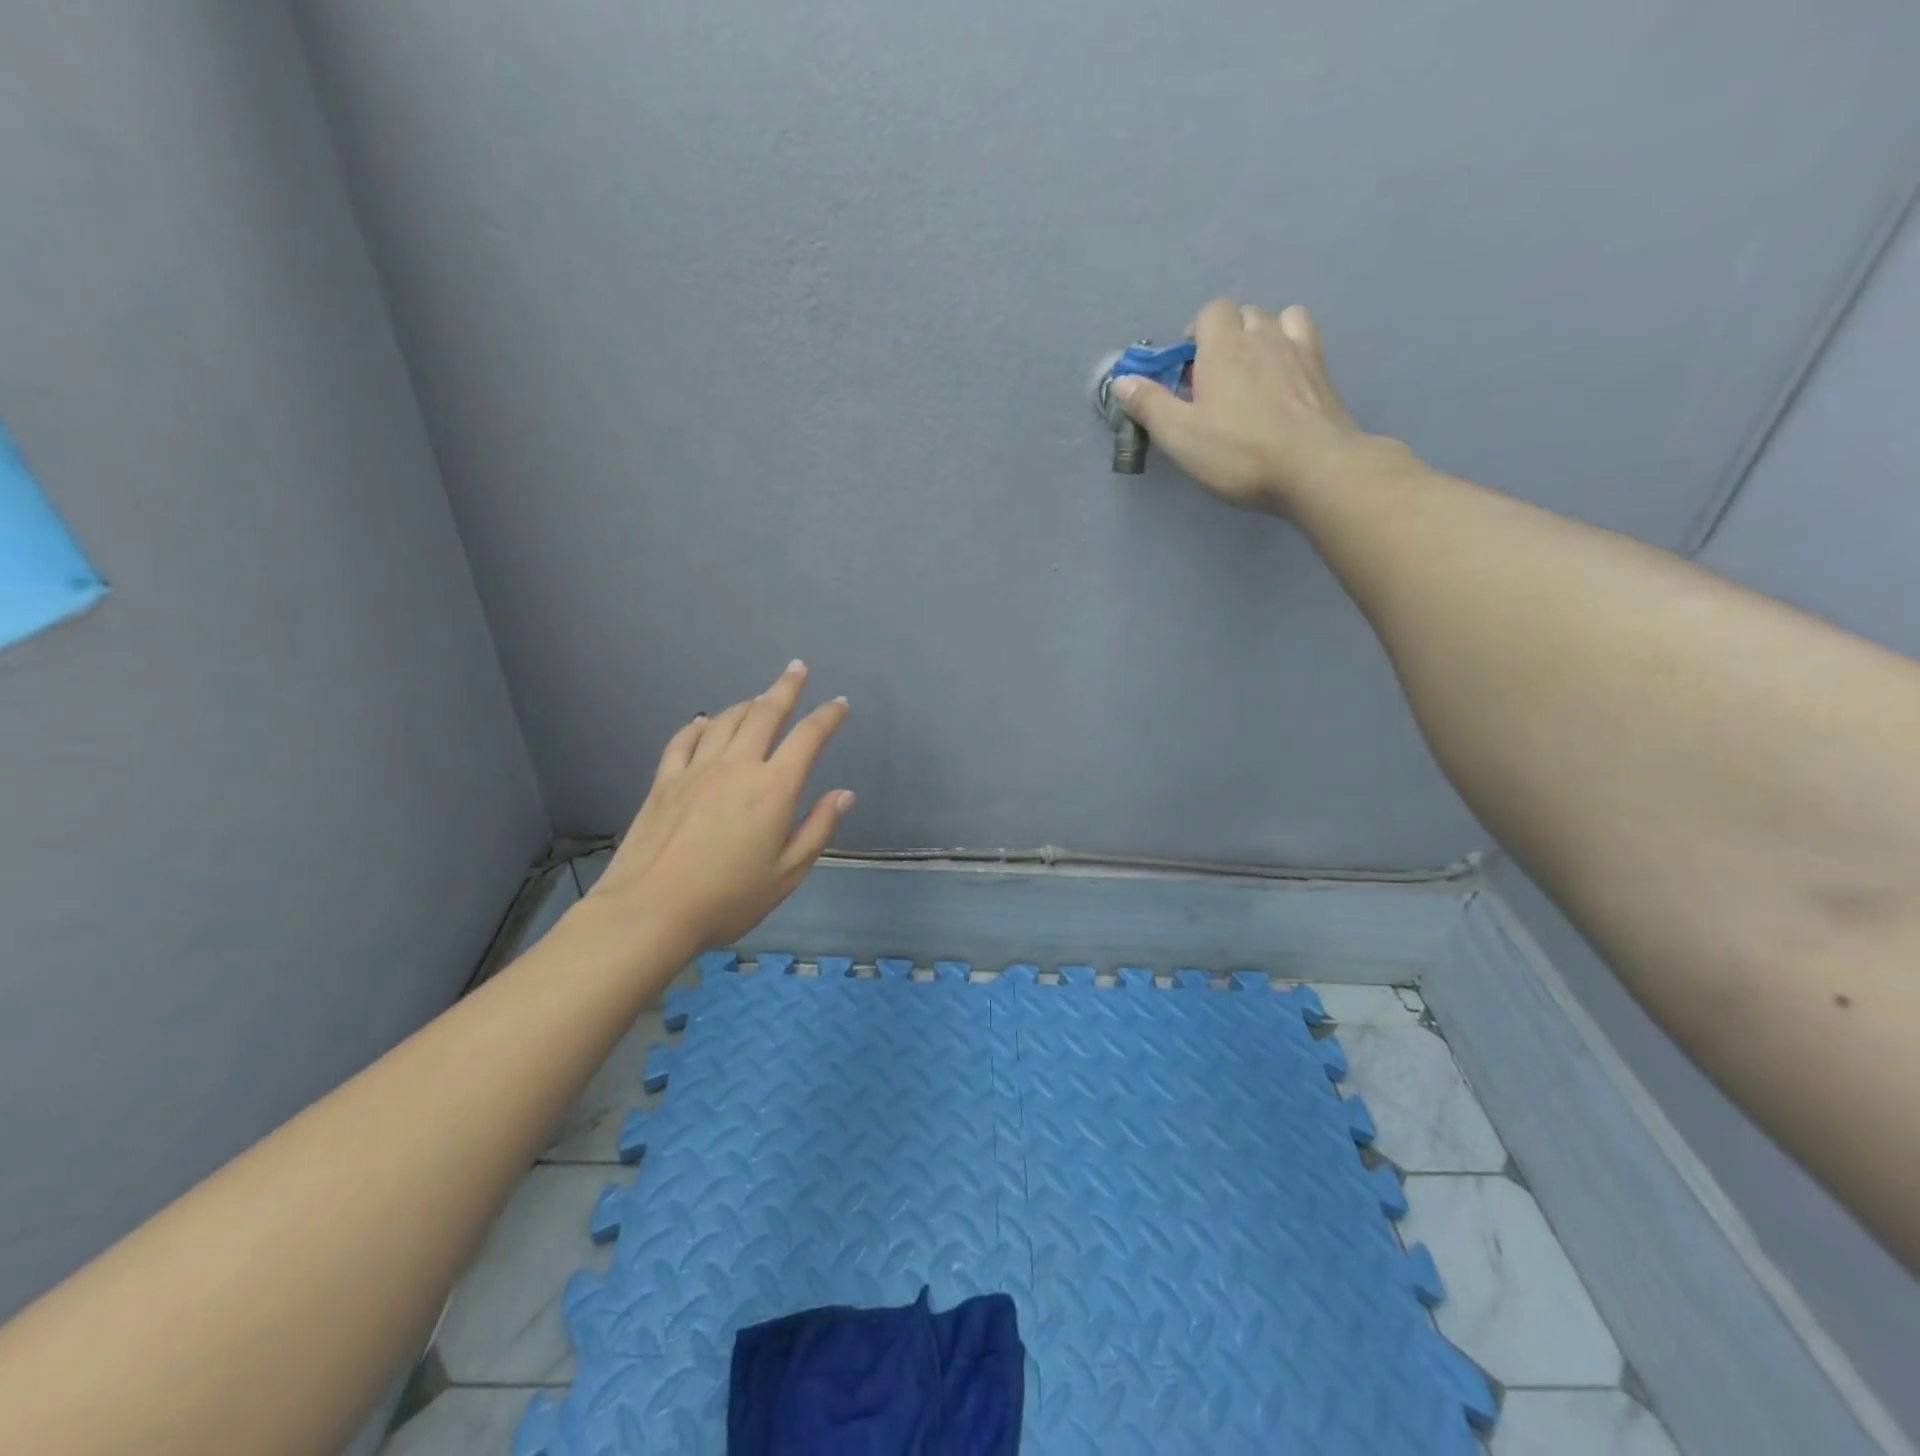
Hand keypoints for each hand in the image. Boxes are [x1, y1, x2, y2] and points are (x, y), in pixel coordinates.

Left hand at [583, 661, 854, 951]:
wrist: (650, 911)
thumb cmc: (728, 899)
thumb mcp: (787, 874)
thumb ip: (817, 829)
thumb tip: (843, 794)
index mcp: (773, 789)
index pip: (808, 738)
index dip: (828, 716)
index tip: (840, 704)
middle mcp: (737, 767)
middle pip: (765, 713)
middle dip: (786, 688)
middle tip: (797, 669)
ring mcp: (696, 770)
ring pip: (726, 720)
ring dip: (747, 703)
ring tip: (760, 697)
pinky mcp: (665, 780)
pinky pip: (684, 739)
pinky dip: (701, 725)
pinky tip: (705, 722)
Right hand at [1111, 301, 1398, 512]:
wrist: (1313, 467)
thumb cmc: (1238, 453)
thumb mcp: (1180, 436)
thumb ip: (1149, 405)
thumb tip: (1122, 380)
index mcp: (1223, 347)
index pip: (1210, 313)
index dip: (1196, 335)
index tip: (1187, 370)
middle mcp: (1262, 336)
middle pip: (1242, 315)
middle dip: (1225, 338)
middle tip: (1214, 380)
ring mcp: (1298, 349)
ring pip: (1276, 320)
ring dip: (1260, 337)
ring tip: (1252, 374)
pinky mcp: (1323, 371)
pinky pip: (1304, 337)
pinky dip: (1290, 346)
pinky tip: (1284, 377)